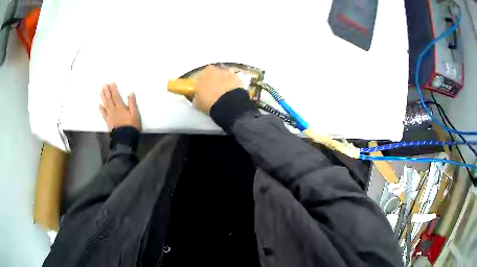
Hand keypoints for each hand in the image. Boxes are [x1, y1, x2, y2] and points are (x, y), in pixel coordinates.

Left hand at [99, 82, 140, 130]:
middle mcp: (113, 110)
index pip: (116, 96)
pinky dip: (101, 109)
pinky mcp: (108, 122)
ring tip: (101, 90)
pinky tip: (99, 105)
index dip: (113, 89)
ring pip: (105, 104)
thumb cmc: (132, 126)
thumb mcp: (135, 114)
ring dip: (103, 97)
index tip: (111, 82)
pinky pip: (103, 114)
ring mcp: (110, 116)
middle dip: (107, 91)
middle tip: (104, 84)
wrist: (125, 139)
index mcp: (120, 107)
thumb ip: (132, 103)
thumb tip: (130, 92)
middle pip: (109, 99)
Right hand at [193, 65, 242, 113]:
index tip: (204, 91)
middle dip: (214, 80)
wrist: (228, 103)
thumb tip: (198, 97)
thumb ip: (197, 96)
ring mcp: (227, 72)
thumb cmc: (208, 102)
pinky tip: (232, 93)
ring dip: (224, 82)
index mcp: (202, 74)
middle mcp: (214, 69)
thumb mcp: (197, 103)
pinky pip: (233, 81)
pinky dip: (232, 85)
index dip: (202, 84)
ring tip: (225, 93)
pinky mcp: (238, 77)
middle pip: (213, 74)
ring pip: (224, 76)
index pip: (200, 77)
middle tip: (215, 91)